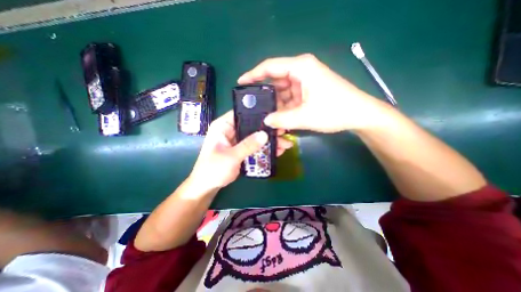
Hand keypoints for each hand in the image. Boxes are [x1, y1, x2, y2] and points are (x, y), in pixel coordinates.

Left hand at [189, 110, 294, 189]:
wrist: (207, 186)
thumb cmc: (213, 170)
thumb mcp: (231, 157)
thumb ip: (248, 145)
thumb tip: (265, 134)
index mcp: (223, 126)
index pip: (242, 113)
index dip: (258, 113)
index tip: (274, 117)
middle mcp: (231, 130)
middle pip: (252, 125)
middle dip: (267, 130)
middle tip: (283, 132)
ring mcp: (237, 140)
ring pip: (255, 136)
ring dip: (268, 140)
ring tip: (284, 143)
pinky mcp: (241, 148)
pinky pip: (255, 145)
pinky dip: (264, 148)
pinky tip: (277, 151)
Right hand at [238, 53, 390, 133]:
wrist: (359, 115)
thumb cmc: (334, 111)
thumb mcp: (305, 116)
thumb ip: (282, 119)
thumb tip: (265, 121)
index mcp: (301, 68)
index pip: (270, 67)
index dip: (253, 74)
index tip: (241, 83)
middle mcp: (301, 71)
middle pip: (276, 80)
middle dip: (264, 94)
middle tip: (252, 106)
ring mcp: (305, 82)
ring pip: (283, 92)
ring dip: (275, 104)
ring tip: (263, 115)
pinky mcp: (308, 91)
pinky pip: (290, 98)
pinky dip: (284, 107)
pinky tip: (278, 117)